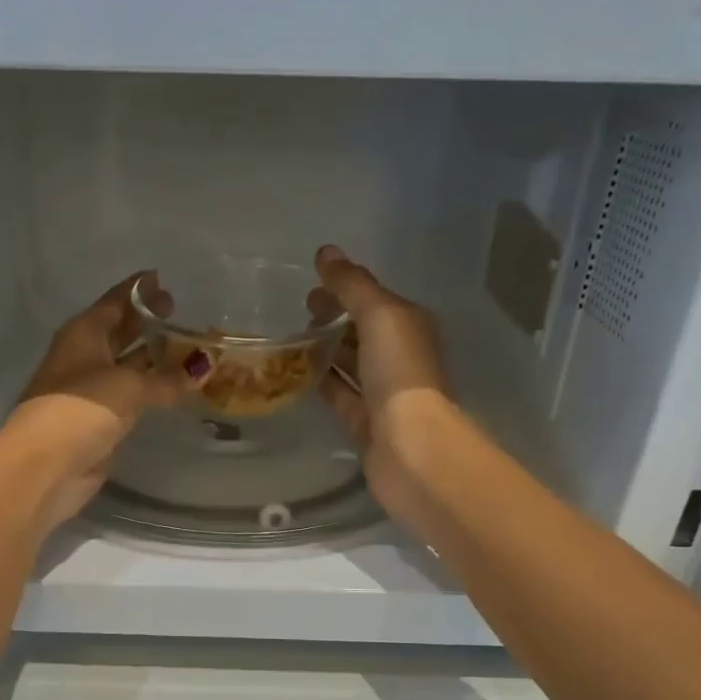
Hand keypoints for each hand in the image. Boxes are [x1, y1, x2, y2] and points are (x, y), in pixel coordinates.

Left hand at [2, 272, 206, 529]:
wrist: (48, 464)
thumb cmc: (82, 408)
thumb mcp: (129, 386)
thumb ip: (168, 378)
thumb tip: (205, 365)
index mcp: (85, 332)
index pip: (116, 301)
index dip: (140, 290)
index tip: (165, 279)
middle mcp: (86, 356)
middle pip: (121, 331)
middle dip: (148, 322)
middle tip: (183, 313)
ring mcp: (92, 390)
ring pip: (129, 365)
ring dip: (155, 358)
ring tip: (191, 349)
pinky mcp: (101, 420)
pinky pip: (133, 396)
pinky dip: (153, 390)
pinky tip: (177, 388)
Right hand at [306, 244, 454, 521]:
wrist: (410, 447)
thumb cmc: (400, 374)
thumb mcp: (379, 315)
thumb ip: (352, 285)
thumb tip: (326, 252)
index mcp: (409, 327)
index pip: (373, 300)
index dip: (344, 290)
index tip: (309, 287)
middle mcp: (400, 357)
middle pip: (362, 331)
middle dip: (333, 319)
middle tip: (297, 313)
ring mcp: (383, 393)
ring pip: (350, 364)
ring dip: (326, 350)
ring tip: (290, 340)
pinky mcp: (365, 422)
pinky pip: (340, 395)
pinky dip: (323, 382)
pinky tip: (298, 374)